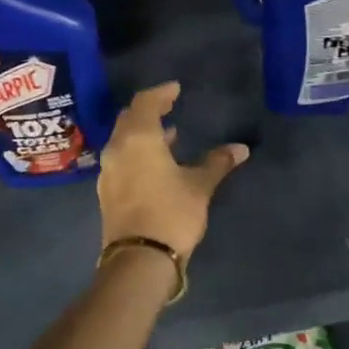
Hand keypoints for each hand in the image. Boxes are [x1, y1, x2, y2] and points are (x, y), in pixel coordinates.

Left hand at [98, 83, 248, 259]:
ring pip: (123, 140)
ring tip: (169, 135)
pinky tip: (157, 164)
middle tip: (169, 106)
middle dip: (149, 111)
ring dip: (144, 133)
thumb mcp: (199, 186)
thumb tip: (240, 148)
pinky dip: (138, 152)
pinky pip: (122, 159)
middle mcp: (117, 149)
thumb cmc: (171, 213)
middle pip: (129, 119)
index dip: (161, 93)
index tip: (176, 89)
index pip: (145, 103)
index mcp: (138, 138)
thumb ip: (217, 163)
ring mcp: (109, 171)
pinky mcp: (108, 192)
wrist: (139, 260)